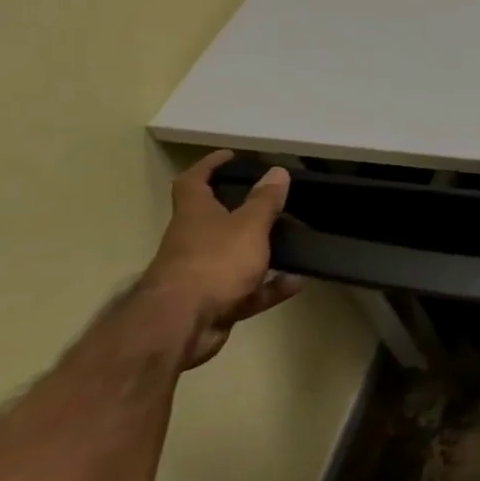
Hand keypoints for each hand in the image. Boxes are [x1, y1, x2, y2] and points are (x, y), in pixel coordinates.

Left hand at [136, 151, 303, 369]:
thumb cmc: (214, 262)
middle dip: (242, 211)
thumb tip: (277, 171)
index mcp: (195, 216)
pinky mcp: (215, 303)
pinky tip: (297, 282)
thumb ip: (265, 201)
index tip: (230, 156)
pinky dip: (271, 287)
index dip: (209, 166)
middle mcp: (194, 241)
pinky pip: (249, 290)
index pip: (193, 182)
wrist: (182, 324)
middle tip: (274, 202)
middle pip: (215, 220)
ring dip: (263, 251)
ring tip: (294, 243)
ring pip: (235, 256)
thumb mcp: (248, 226)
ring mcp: (203, 274)